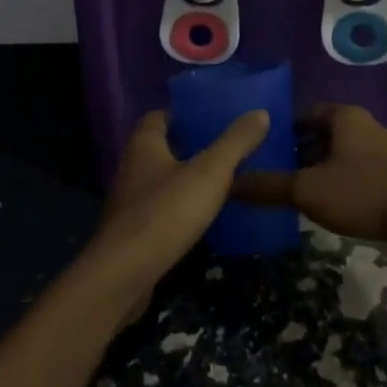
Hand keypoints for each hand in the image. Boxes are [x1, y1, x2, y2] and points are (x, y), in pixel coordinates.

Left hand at [87, 109, 268, 323]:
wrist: (125, 274)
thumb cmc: (167, 211)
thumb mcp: (210, 172)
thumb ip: (235, 142)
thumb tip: (261, 112)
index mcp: (144, 145)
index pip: (158, 117)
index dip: (182, 115)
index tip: (209, 118)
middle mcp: (131, 168)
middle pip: (159, 148)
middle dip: (187, 147)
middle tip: (222, 148)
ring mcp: (129, 203)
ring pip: (159, 181)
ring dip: (183, 180)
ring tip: (218, 182)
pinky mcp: (132, 234)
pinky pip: (158, 211)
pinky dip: (178, 209)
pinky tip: (201, 218)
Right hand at [231, 104, 386, 244]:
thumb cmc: (363, 192)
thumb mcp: (308, 190)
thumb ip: (269, 186)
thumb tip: (230, 183)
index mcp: (343, 116)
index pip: (302, 114)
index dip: (280, 132)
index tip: (260, 152)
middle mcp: (362, 125)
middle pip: (320, 134)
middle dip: (297, 153)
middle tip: (272, 175)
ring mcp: (380, 149)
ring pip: (338, 154)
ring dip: (318, 170)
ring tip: (294, 194)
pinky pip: (355, 172)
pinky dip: (338, 183)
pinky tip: (327, 206)